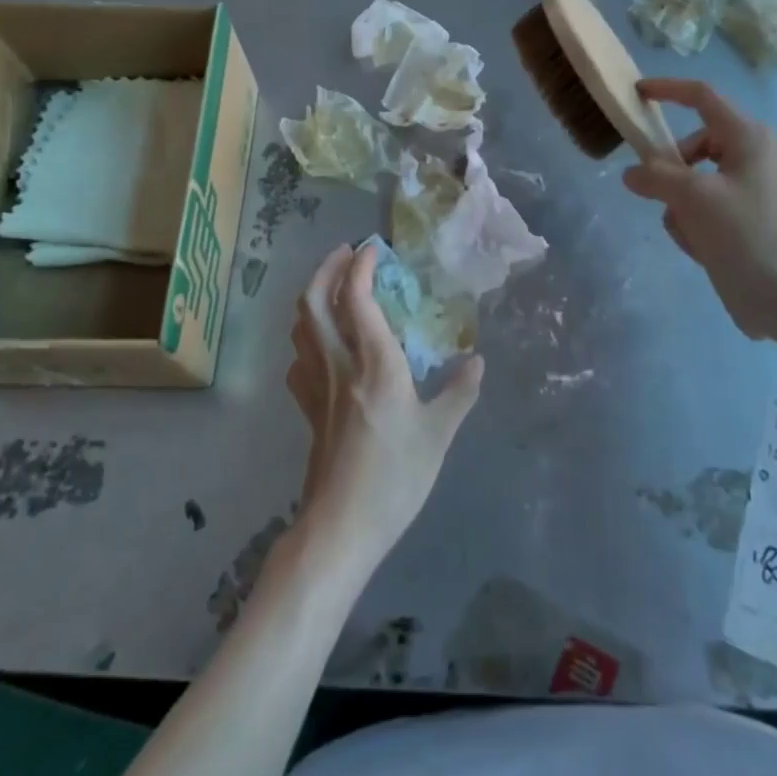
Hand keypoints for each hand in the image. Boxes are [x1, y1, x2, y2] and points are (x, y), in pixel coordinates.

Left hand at [286, 243, 483, 569]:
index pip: (356, 297)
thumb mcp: (438, 435)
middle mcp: (339, 364)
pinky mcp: (307, 408)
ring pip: (302, 326)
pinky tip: (322, 343)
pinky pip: (299, 357)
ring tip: (335, 286)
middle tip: (346, 252)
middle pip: (314, 301)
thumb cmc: (395, 478)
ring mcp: (316, 385)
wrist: (341, 526)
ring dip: (314, 295)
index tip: (374, 249)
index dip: (361, 265)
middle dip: (327, 268)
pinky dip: (307, 335)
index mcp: (374, 363)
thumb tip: (477, 360)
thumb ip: (459, 393)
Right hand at [622, 78, 776, 341]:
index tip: (636, 94)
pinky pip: (704, 212)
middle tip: (658, 196)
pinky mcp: (747, 223)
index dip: (667, 90)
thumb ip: (656, 176)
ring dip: (681, 208)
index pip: (702, 97)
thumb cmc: (750, 236)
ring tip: (694, 235)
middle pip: (692, 148)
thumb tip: (632, 173)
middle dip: (671, 173)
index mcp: (748, 138)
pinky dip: (696, 227)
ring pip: (692, 185)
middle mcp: (752, 157)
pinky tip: (705, 251)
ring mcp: (751, 192)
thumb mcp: (694, 199)